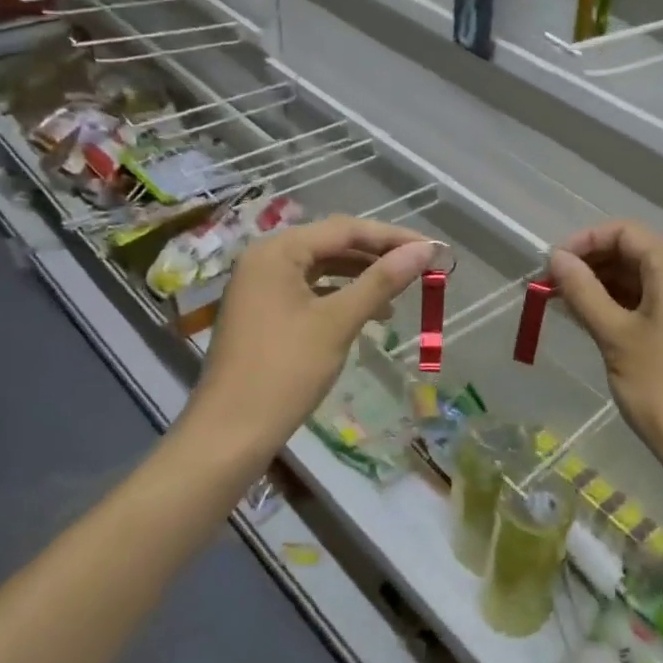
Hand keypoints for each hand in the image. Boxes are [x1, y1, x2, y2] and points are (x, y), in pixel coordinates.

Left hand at [190, 216, 438, 457]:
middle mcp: (265, 259)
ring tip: (401, 291)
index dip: (392, 236)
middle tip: (421, 266)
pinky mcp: (264, 312)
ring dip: (363, 275)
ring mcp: (261, 286)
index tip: (433, 249)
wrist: (230, 433)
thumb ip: (382, 281)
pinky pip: (311, 290)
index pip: (345, 229)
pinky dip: (342, 295)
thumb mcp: (338, 322)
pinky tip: (370, 312)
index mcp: (277, 251)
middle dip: (378, 254)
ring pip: (323, 267)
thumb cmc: (285, 371)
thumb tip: (425, 251)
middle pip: (333, 244)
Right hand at [548, 220, 662, 474]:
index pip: (624, 232)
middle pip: (631, 251)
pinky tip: (586, 320)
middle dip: (589, 263)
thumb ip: (583, 291)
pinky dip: (615, 304)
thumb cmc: (660, 385)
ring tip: (561, 305)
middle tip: (549, 287)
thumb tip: (557, 258)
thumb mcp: (614, 334)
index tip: (552, 265)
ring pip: (636, 278)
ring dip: (598, 285)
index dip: (585, 241)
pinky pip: (645, 301)